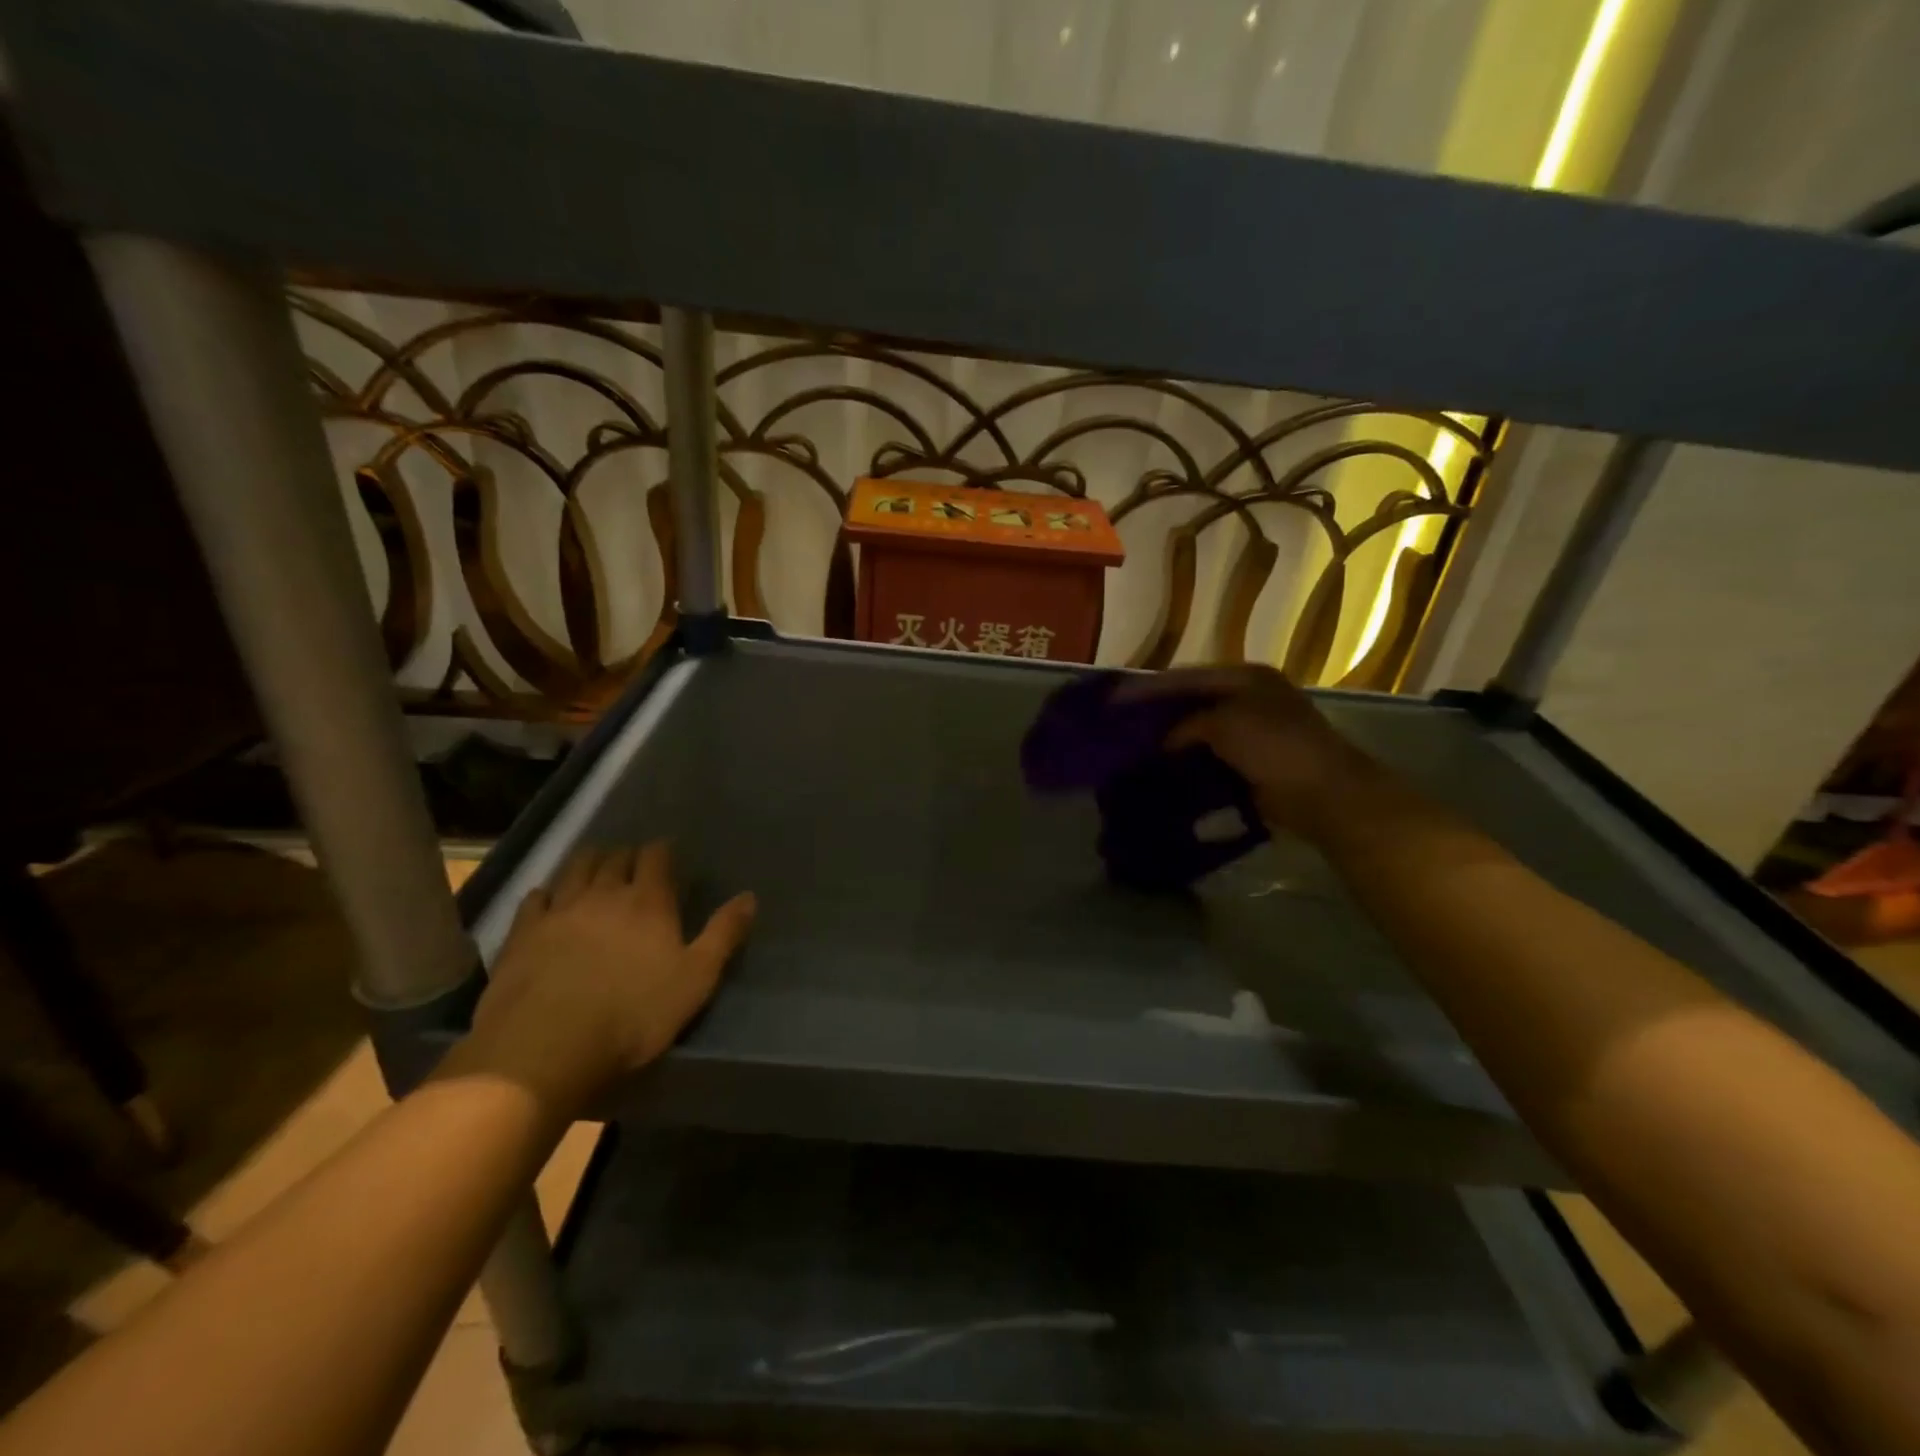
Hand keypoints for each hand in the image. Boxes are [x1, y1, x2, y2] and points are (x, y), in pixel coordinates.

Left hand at [450, 843, 755, 1117]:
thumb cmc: (634, 1014)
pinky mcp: (522, 933)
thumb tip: (750, 896)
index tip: (668, 855)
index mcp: (649, 901)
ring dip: (589, 863)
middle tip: (634, 865)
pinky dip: (546, 893)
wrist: (546, 1047)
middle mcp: (604, 893)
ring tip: (596, 869)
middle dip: (626, 855)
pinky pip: (535, 898)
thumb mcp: (696, 979)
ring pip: (575, 869)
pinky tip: (548, 900)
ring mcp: (559, 910)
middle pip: (615, 858)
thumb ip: (723, 934)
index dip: (663, 851)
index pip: (656, 856)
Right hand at [1117, 665, 1382, 839]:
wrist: (1324, 793)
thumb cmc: (1275, 747)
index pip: (1186, 677)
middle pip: (1191, 701)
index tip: (1114, 699)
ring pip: (1198, 730)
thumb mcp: (1224, 725)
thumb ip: (1186, 726)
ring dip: (1170, 739)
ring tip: (1134, 748)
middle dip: (1157, 712)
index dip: (1149, 688)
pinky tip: (1162, 769)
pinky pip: (1209, 756)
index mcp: (1246, 677)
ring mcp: (1253, 730)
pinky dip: (1187, 761)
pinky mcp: (1252, 761)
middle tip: (1121, 723)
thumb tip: (1164, 742)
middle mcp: (1249, 698)